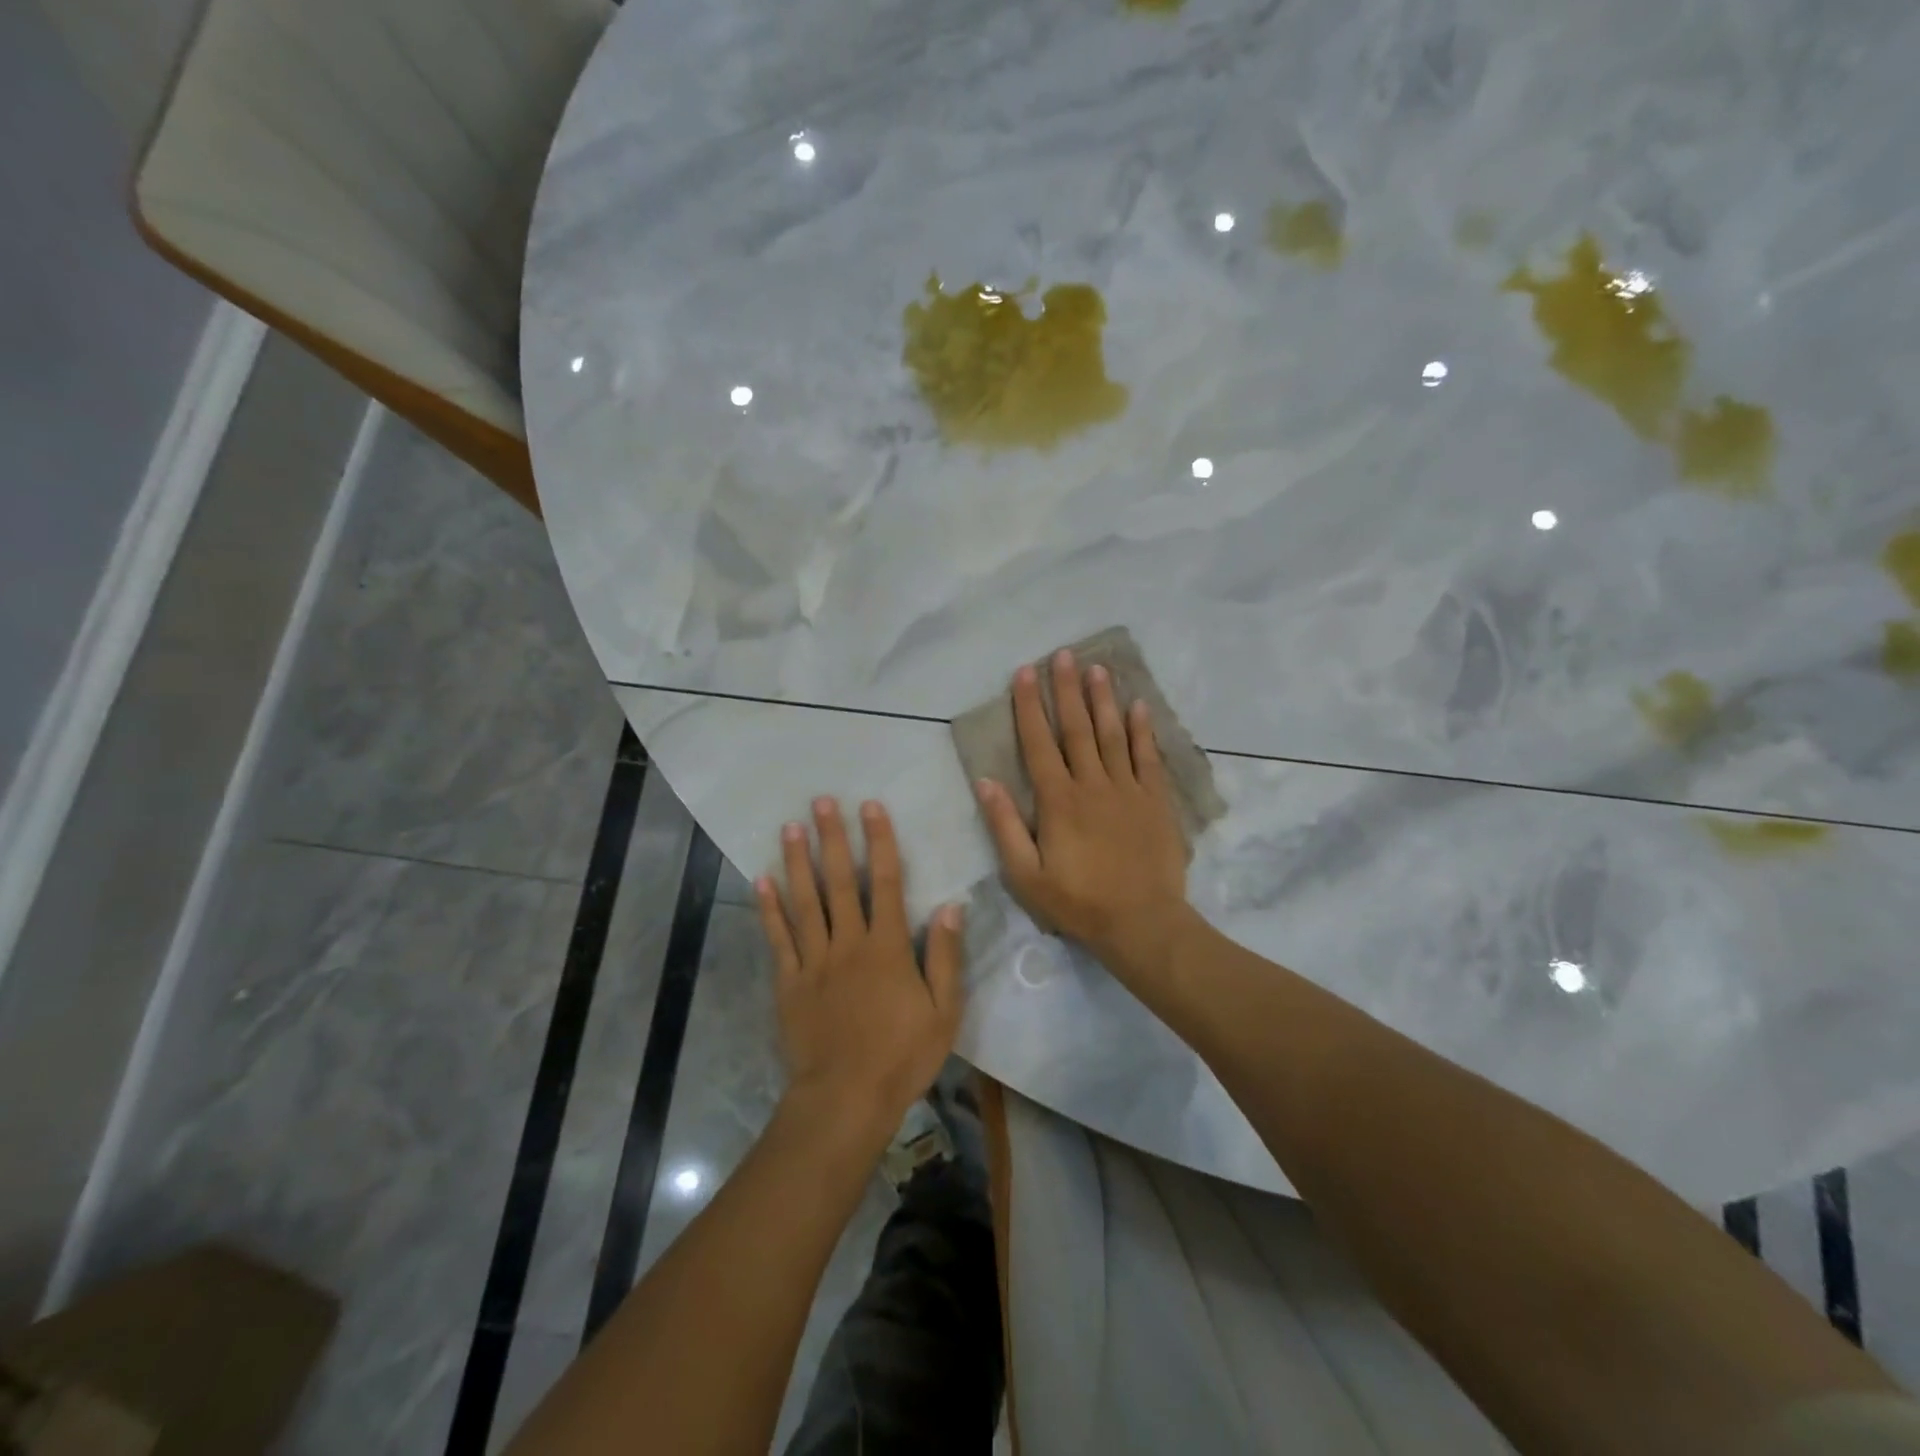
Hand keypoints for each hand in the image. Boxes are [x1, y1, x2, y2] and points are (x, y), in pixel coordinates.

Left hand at [757, 798, 964, 1140]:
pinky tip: (761, 880)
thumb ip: (947, 957)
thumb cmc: (902, 1056)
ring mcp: (814, 961)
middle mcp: (848, 943)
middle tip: (821, 802)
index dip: (881, 842)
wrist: (846, 1099)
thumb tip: (952, 907)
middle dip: (833, 839)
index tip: (871, 807)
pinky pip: (778, 939)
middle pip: (840, 882)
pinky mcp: (789, 983)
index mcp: (888, 947)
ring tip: (790, 827)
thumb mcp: (944, 1012)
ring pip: (805, 902)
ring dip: (798, 862)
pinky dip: (769, 908)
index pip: (887, 882)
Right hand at [974, 650, 1191, 982]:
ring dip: (1103, 700)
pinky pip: (1147, 757)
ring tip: (1096, 668)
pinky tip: (1139, 706)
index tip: (1025, 673)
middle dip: (1067, 689)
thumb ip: (1005, 826)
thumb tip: (985, 782)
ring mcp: (1127, 790)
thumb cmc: (1078, 903)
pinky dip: (1143, 730)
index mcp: (1058, 801)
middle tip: (1062, 654)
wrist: (1142, 923)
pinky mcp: (1155, 801)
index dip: (1030, 707)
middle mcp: (1092, 785)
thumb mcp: (1026, 875)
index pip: (1039, 744)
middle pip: (1077, 729)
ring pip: (1113, 735)